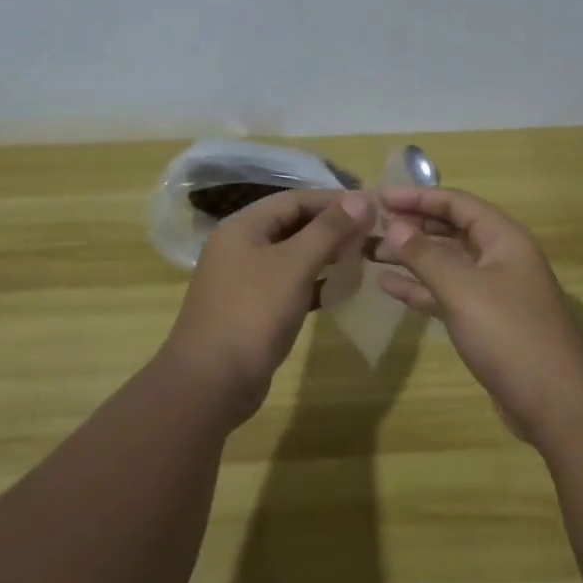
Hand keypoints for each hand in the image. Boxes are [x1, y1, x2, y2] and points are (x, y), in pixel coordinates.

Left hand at [166, 188, 373, 422]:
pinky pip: (290, 284)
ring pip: (293, 256)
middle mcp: (241, 247)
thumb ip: (328, 230)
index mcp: (243, 227)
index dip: (333, 200)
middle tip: (372, 233)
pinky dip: (316, 283)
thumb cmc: (253, 313)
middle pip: (293, 225)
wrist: (211, 383)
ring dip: (327, 254)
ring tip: (363, 256)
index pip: (294, 199)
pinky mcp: (254, 309)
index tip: (372, 206)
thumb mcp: (294, 265)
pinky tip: (343, 288)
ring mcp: (246, 280)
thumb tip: (363, 198)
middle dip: (332, 227)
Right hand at [375, 187, 582, 445]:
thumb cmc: (509, 334)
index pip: (456, 203)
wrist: (554, 401)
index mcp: (503, 238)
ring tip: (369, 252)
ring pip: (446, 262)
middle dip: (412, 225)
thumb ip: (425, 255)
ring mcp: (493, 290)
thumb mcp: (462, 289)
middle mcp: (500, 257)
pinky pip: (446, 293)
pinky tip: (387, 285)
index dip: (417, 196)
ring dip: (411, 256)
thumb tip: (394, 226)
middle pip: (451, 230)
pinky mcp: (484, 320)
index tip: (379, 197)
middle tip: (370, 225)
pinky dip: (419, 288)